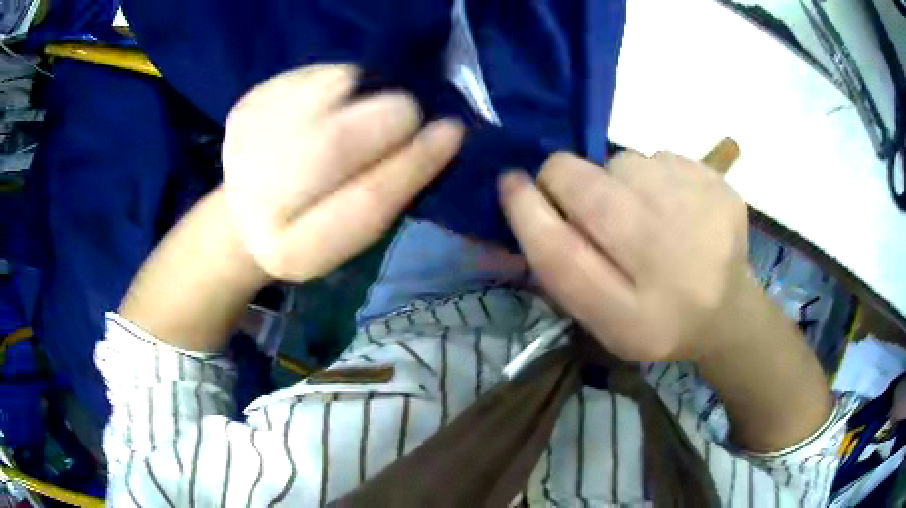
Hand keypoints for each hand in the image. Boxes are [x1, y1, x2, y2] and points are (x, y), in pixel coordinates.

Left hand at [221, 64, 463, 280]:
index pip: (366, 201)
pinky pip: (315, 72)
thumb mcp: (353, 232)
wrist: (247, 208)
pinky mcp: (246, 106)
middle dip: (392, 117)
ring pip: (331, 88)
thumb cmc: (314, 223)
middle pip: (338, 140)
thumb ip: (391, 192)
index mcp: (294, 251)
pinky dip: (338, 82)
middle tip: (404, 119)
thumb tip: (441, 133)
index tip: (452, 132)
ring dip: (363, 95)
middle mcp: (257, 202)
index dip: (415, 162)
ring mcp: (245, 146)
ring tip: (354, 116)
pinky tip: (325, 107)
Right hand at [499, 150, 750, 361]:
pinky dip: (651, 176)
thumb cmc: (655, 319)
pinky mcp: (719, 184)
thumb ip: (562, 272)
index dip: (527, 213)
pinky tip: (673, 207)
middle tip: (578, 198)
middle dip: (564, 180)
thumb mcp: (602, 321)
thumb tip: (522, 203)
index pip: (562, 255)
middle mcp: (671, 266)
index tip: (510, 183)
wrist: (728, 309)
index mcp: (635, 319)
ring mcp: (703, 216)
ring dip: (615, 182)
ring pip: (623, 162)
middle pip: (590, 190)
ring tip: (640, 214)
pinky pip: (658, 156)